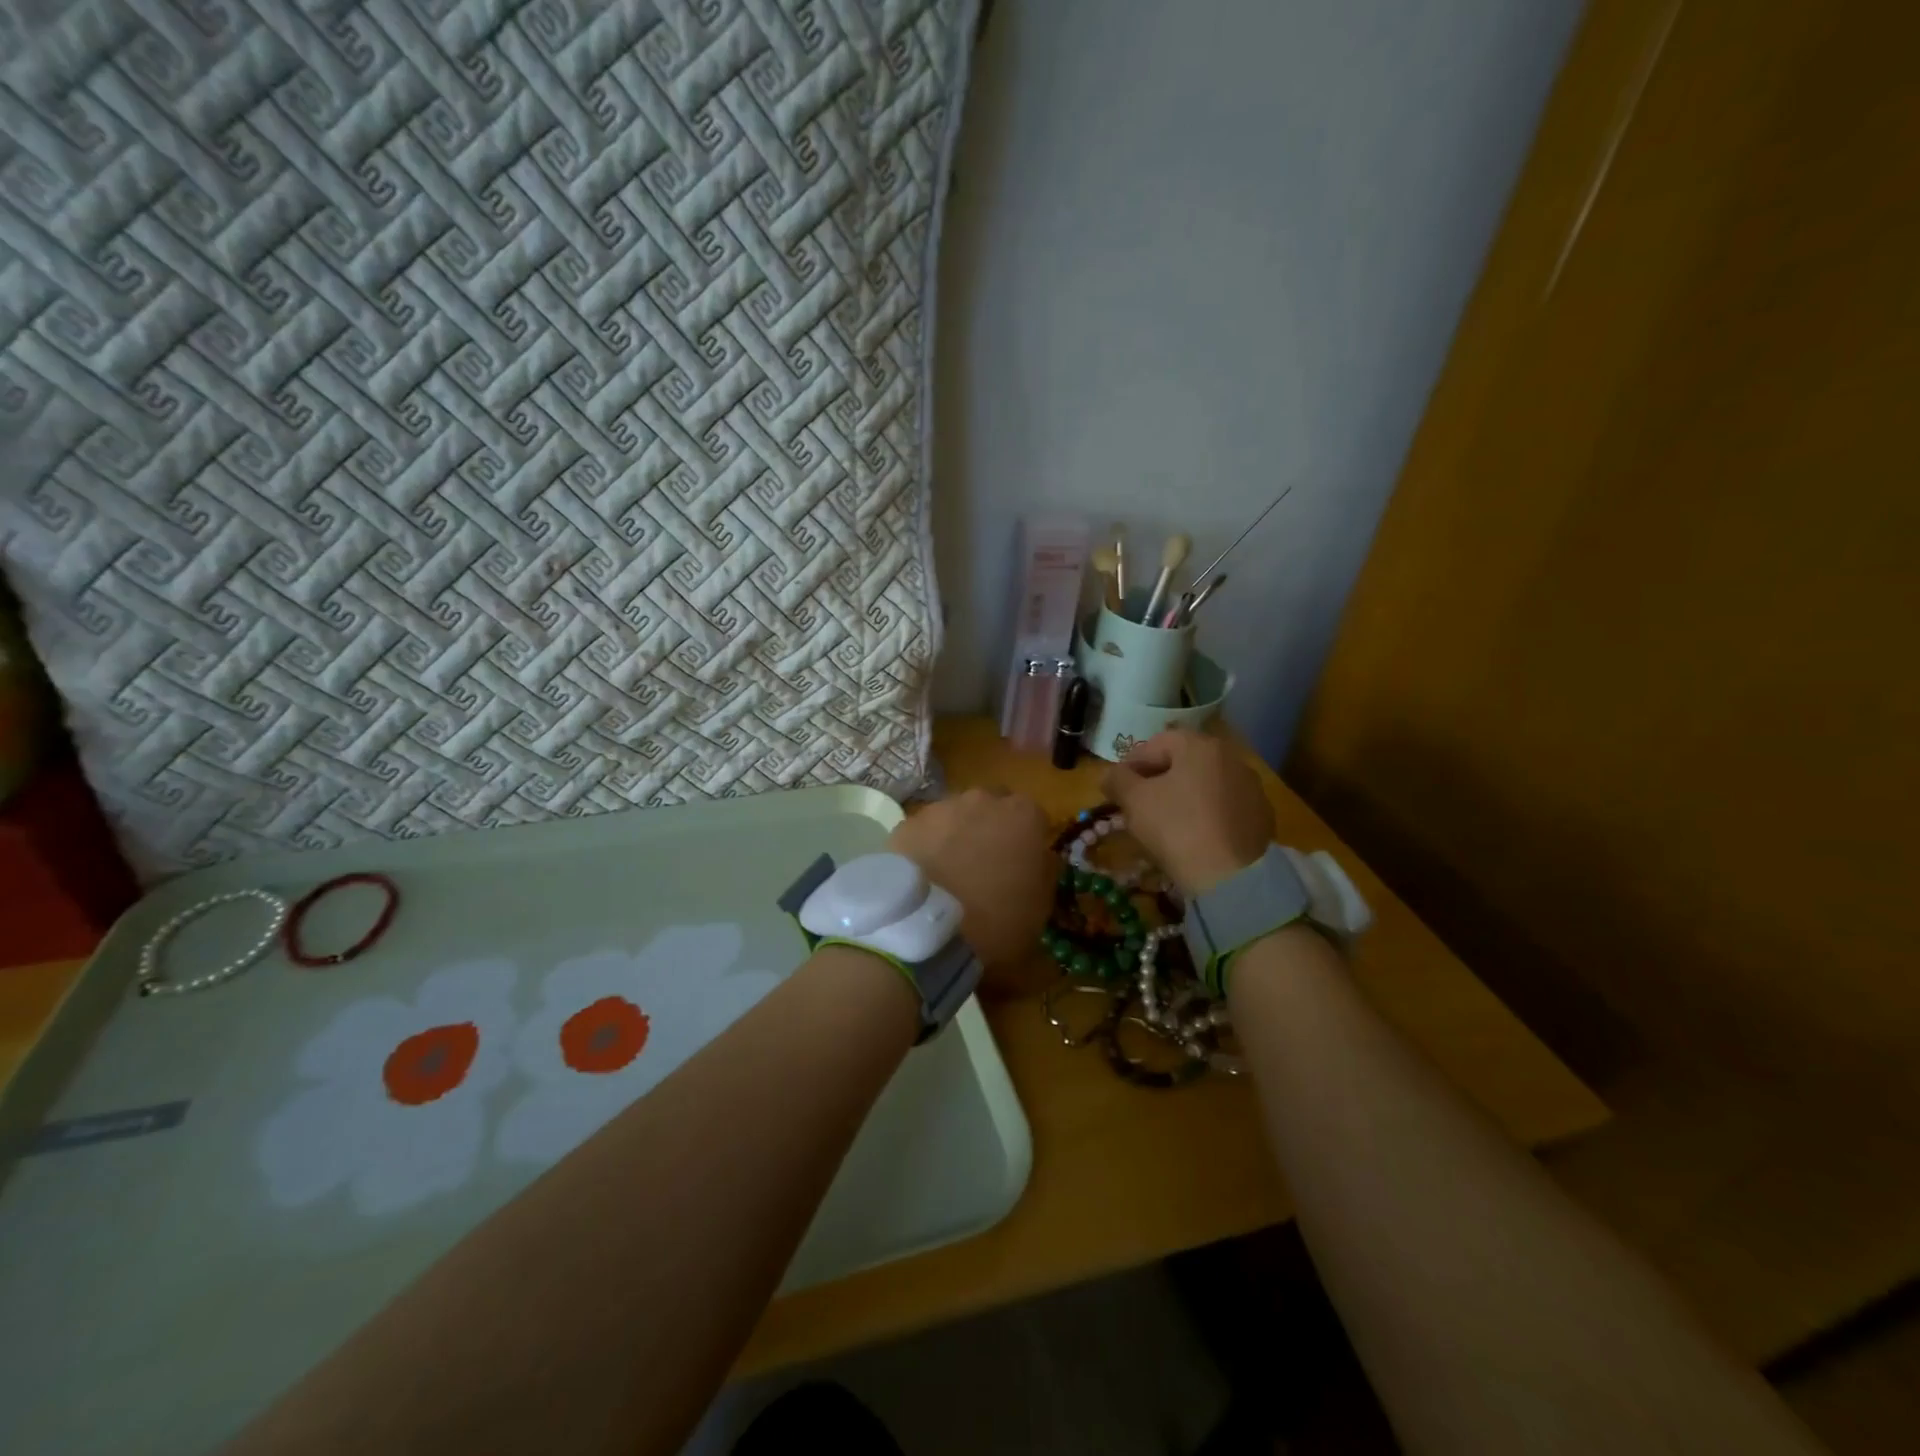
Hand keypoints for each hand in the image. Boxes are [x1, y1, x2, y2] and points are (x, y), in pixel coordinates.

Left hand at [888, 787, 1051, 972]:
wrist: (929, 929)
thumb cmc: (998, 920)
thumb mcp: (1040, 906)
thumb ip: (1043, 871)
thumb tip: (1039, 858)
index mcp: (1024, 815)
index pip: (1032, 817)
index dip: (1027, 840)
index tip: (1022, 863)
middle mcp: (982, 799)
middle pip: (991, 807)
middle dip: (990, 827)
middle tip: (985, 863)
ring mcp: (940, 808)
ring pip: (954, 815)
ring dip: (956, 834)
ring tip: (949, 871)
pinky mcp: (907, 824)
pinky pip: (924, 832)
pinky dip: (926, 846)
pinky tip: (924, 874)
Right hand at [1101, 729, 1273, 895]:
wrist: (1232, 878)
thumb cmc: (1177, 828)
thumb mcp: (1135, 801)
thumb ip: (1117, 780)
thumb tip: (1111, 775)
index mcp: (1200, 746)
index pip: (1155, 744)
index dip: (1130, 764)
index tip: (1117, 788)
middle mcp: (1230, 757)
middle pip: (1182, 762)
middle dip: (1157, 780)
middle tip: (1137, 805)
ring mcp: (1251, 787)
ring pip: (1203, 784)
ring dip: (1181, 796)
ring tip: (1164, 823)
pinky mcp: (1261, 816)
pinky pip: (1222, 806)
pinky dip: (1205, 814)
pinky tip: (1193, 836)